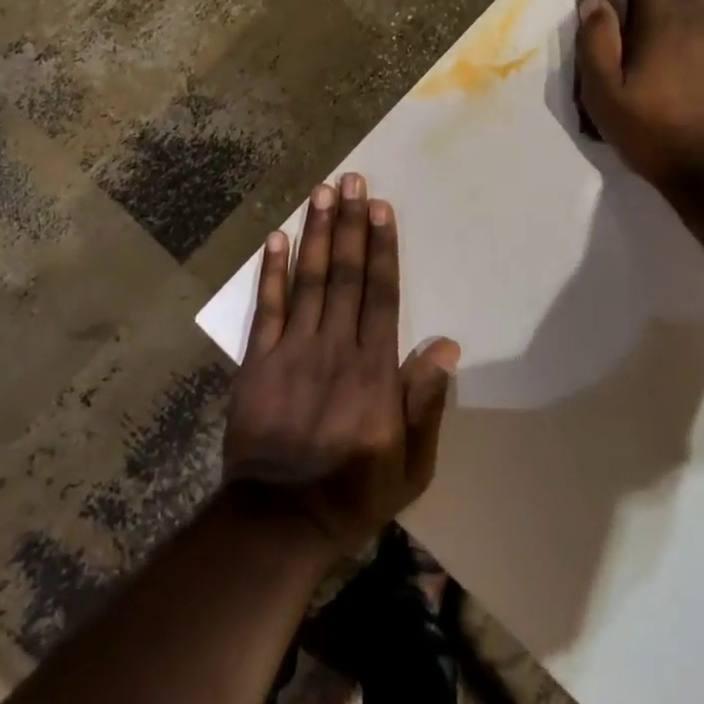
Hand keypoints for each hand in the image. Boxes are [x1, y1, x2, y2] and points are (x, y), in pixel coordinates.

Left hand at [223, 174, 460, 553]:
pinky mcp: (258, 362)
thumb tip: (446, 346)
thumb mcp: (411, 464)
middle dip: (349, 224)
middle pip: (344, 274)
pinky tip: (274, 238)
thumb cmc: (353, 492)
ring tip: (320, 192)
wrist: (278, 523)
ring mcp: (292, 351)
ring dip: (314, 233)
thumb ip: (426, 402)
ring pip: (306, 280)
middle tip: (351, 180)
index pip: (381, 293)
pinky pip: (265, 309)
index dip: (381, 247)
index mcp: (374, 369)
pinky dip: (269, 272)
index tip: (380, 208)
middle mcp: (335, 347)